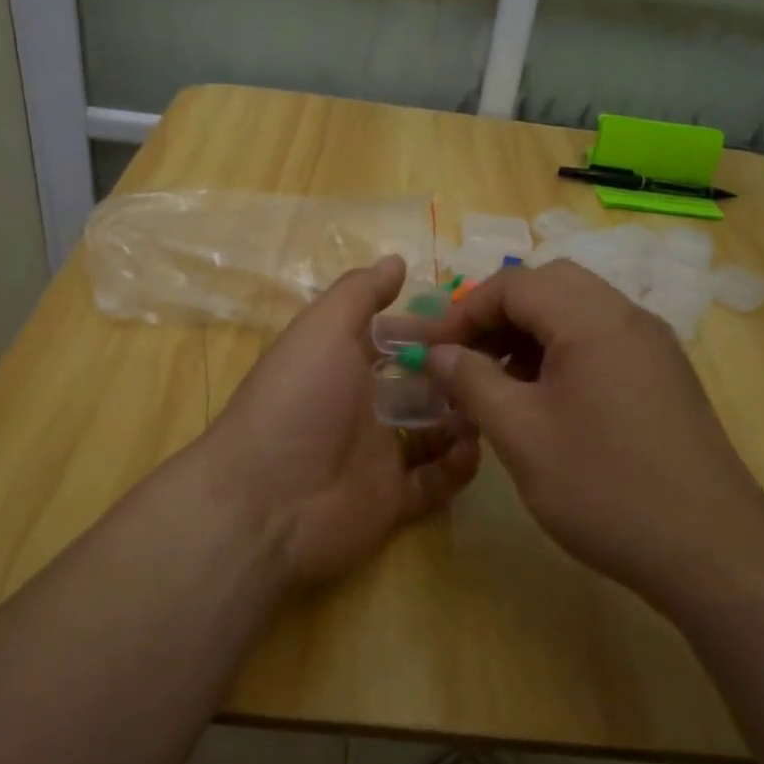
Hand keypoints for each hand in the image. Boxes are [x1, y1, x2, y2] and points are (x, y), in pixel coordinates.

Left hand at [204, 255, 480, 588]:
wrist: (266, 502)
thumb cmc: (297, 401)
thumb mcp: (322, 330)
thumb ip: (359, 294)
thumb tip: (397, 260)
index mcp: (344, 364)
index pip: (397, 339)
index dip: (433, 329)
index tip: (476, 321)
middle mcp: (362, 406)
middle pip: (422, 384)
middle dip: (457, 375)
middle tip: (498, 367)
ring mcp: (378, 455)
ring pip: (435, 431)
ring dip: (464, 417)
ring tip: (490, 406)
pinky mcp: (393, 500)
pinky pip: (436, 481)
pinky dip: (457, 466)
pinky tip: (470, 449)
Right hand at [426, 259, 763, 608]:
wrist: (711, 551)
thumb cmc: (604, 488)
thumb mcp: (521, 434)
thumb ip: (472, 382)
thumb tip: (437, 353)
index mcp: (593, 319)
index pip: (514, 284)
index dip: (464, 312)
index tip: (434, 353)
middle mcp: (628, 317)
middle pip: (549, 286)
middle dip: (498, 316)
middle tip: (467, 360)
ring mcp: (653, 346)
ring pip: (577, 312)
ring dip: (529, 334)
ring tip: (497, 383)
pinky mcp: (664, 376)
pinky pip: (601, 341)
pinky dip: (561, 353)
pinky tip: (543, 400)